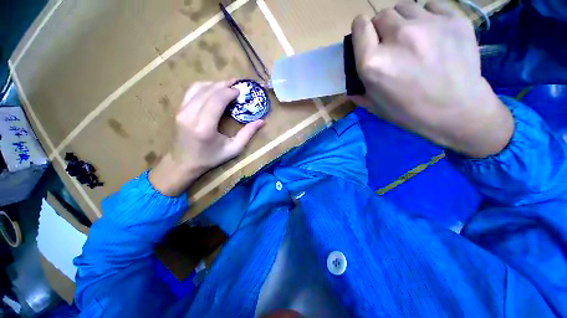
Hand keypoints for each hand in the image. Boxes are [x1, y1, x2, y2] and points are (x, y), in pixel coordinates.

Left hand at [149, 81, 263, 195]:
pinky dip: (205, 86)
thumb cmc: (210, 158)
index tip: (241, 91)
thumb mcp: (233, 149)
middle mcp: (190, 115)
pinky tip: (214, 88)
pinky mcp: (179, 109)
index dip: (230, 92)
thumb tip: (262, 121)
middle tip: (237, 85)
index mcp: (204, 127)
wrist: (183, 163)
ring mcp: (181, 110)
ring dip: (215, 84)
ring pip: (199, 87)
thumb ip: (247, 134)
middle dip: (225, 85)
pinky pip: (192, 91)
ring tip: (228, 85)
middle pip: (209, 91)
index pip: (217, 100)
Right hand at [350, 1, 513, 157]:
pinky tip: (432, 34)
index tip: (366, 36)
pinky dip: (427, 17)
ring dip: (403, 20)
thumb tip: (351, 79)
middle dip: (382, 27)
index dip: (361, 30)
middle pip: (381, 14)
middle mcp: (397, 37)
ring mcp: (428, 24)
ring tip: (412, 37)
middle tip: (390, 43)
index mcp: (373, 63)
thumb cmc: (408, 112)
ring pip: (405, 7)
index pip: (360, 26)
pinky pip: (431, 6)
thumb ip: (358, 88)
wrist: (456, 111)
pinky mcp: (454, 19)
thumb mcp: (373, 105)